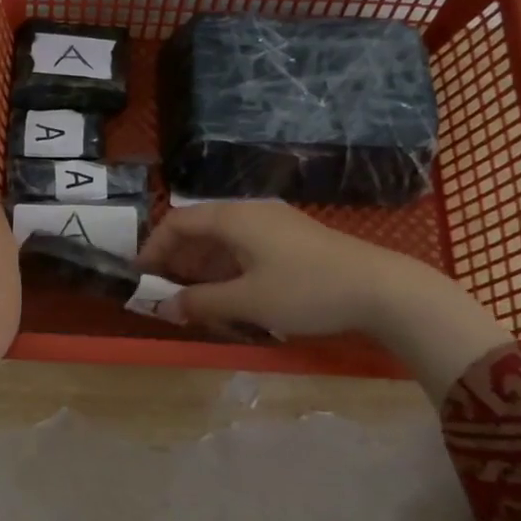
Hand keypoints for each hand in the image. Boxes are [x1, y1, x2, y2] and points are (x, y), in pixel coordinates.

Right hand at [137, 201, 509, 399]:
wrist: (382, 289)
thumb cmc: (306, 290)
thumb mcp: (247, 301)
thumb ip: (200, 302)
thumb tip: (165, 307)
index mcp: (233, 218)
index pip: (177, 222)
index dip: (153, 248)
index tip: (139, 278)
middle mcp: (250, 213)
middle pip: (198, 230)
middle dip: (176, 262)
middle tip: (163, 294)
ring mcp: (273, 226)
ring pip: (222, 242)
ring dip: (201, 270)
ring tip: (192, 302)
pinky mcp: (291, 241)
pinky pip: (244, 250)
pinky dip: (226, 271)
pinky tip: (228, 297)